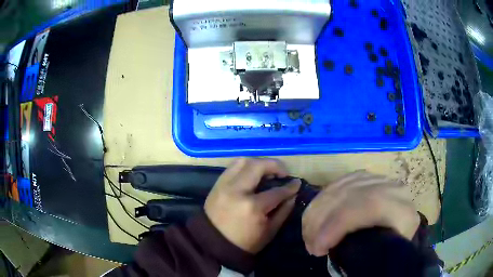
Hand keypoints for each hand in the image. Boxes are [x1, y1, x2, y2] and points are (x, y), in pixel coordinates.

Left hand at [205, 158, 300, 253]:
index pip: (276, 191)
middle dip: (275, 165)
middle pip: (258, 165)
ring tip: (268, 171)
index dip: (290, 187)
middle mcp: (237, 190)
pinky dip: (245, 166)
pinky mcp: (216, 184)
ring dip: (259, 162)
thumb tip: (293, 194)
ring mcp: (224, 185)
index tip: (297, 183)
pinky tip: (253, 174)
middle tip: (283, 173)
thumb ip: (284, 210)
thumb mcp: (270, 231)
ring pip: (243, 161)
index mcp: (252, 206)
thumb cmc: (245, 243)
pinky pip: (232, 167)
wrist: (214, 244)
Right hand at [302, 171, 419, 256]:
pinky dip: (321, 202)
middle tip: (310, 246)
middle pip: (348, 194)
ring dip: (316, 213)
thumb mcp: (384, 254)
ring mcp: (377, 179)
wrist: (400, 231)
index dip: (337, 225)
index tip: (318, 249)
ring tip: (309, 236)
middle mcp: (391, 188)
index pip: (368, 205)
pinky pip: (337, 183)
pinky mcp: (365, 178)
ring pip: (339, 187)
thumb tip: (336, 249)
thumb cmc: (391, 247)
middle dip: (320, 221)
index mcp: (402, 210)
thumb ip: (368, 251)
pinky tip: (315, 218)